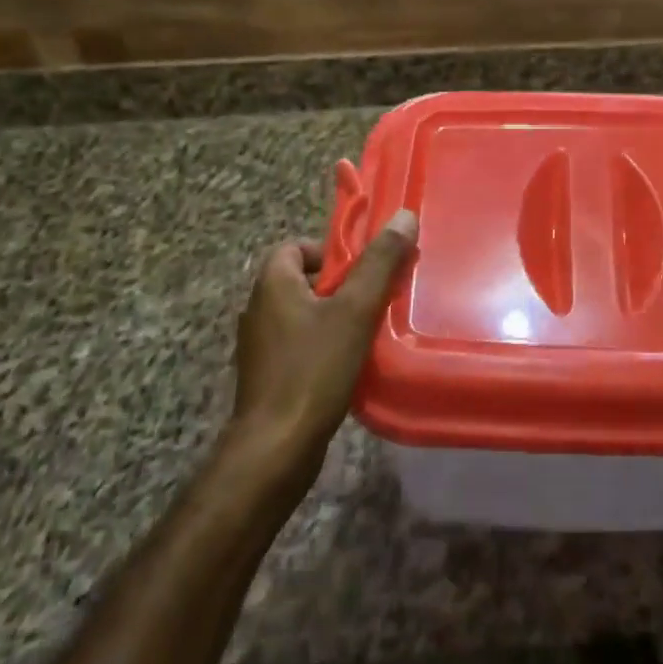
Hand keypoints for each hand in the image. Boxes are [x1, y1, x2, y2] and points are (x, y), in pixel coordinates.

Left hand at [229, 209, 417, 477]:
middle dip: (341, 286)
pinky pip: (300, 345)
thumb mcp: (355, 310)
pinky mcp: (268, 377)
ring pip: (304, 315)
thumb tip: (404, 216)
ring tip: (370, 331)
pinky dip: (325, 346)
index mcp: (272, 284)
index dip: (330, 252)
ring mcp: (261, 347)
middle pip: (304, 280)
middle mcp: (259, 309)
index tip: (362, 270)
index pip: (295, 247)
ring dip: (336, 318)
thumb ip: (379, 263)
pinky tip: (351, 364)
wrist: (277, 447)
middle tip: (376, 299)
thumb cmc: (314, 369)